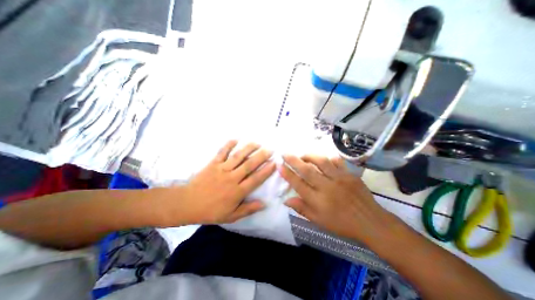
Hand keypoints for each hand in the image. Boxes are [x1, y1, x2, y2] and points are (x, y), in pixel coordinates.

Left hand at [164, 141, 277, 224]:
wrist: (187, 204)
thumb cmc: (211, 211)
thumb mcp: (231, 216)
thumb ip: (248, 209)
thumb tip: (264, 204)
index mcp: (237, 192)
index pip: (255, 179)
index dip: (266, 171)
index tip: (274, 163)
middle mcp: (232, 178)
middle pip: (249, 165)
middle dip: (261, 156)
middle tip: (270, 149)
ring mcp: (222, 169)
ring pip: (238, 156)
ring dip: (248, 148)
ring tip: (257, 143)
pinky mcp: (213, 164)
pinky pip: (222, 152)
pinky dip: (229, 145)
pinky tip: (236, 139)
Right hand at [280, 154, 391, 242]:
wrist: (370, 222)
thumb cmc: (342, 224)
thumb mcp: (319, 221)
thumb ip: (302, 209)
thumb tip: (286, 200)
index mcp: (318, 200)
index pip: (298, 184)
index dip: (287, 174)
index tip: (279, 166)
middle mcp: (327, 187)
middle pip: (307, 170)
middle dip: (294, 160)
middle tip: (285, 153)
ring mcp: (340, 179)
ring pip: (321, 162)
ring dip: (309, 156)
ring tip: (303, 155)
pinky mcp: (350, 174)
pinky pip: (337, 161)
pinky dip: (328, 157)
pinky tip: (323, 158)